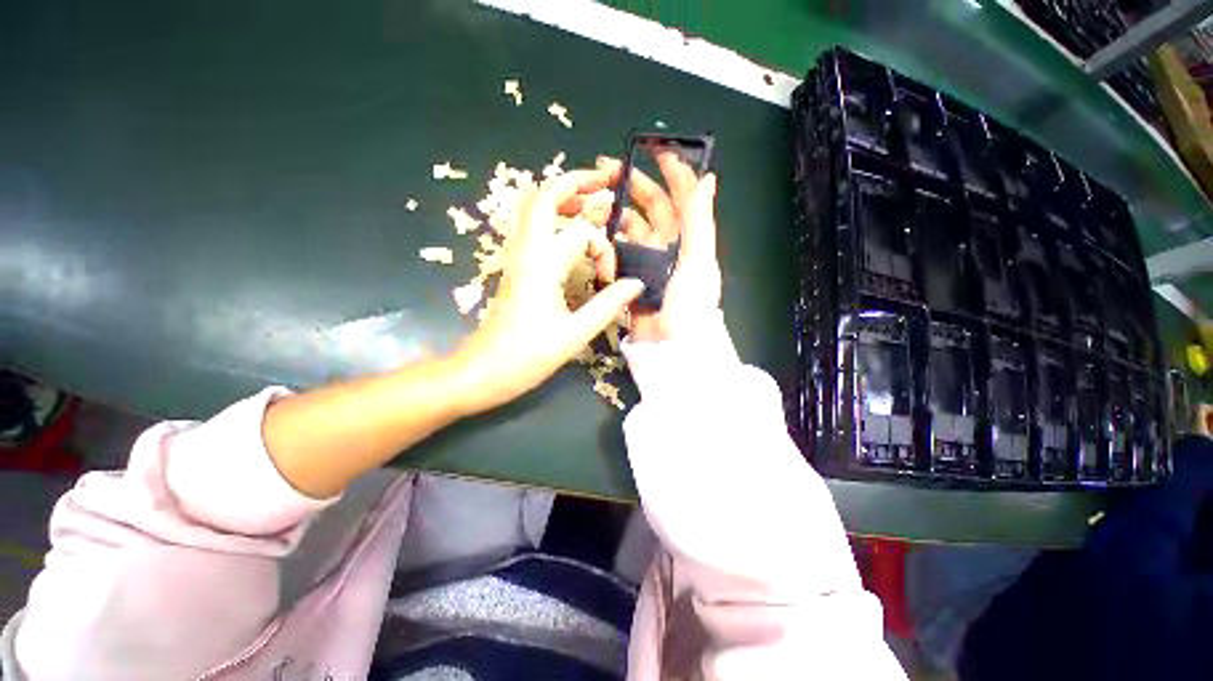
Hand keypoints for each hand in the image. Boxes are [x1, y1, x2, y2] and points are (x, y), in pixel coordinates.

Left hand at [453, 168, 645, 415]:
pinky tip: (570, 228)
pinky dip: (554, 215)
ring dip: (563, 196)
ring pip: (534, 208)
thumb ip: (608, 305)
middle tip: (605, 181)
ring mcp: (517, 256)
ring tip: (590, 199)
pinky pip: (533, 227)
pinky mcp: (516, 266)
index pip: (581, 232)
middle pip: (544, 196)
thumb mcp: (575, 333)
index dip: (604, 250)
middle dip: (576, 182)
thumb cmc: (527, 355)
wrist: (484, 370)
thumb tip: (636, 284)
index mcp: (542, 264)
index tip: (609, 280)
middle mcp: (526, 251)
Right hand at [597, 154, 720, 342]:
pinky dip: (607, 245)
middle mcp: (667, 244)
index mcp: (688, 237)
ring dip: (614, 213)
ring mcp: (646, 259)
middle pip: (650, 206)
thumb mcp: (698, 261)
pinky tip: (598, 239)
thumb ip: (700, 221)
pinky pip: (616, 253)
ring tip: (596, 204)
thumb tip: (708, 178)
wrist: (669, 345)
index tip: (654, 147)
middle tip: (607, 169)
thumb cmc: (689, 303)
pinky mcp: (629, 275)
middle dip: (633, 184)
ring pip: (628, 227)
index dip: (672, 170)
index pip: (682, 196)